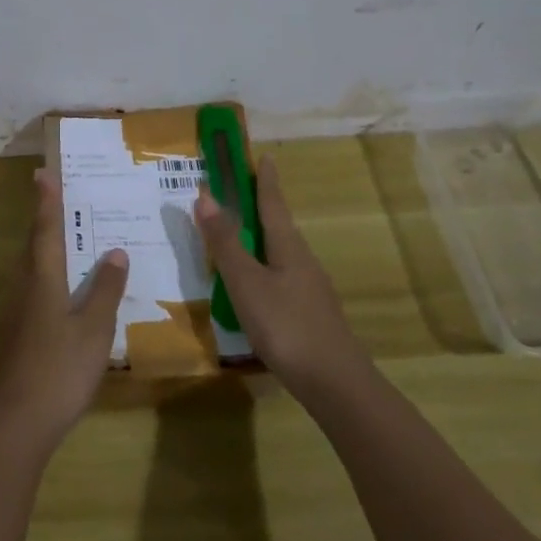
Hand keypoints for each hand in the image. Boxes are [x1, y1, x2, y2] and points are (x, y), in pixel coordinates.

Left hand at [0, 169, 128, 444]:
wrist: (18, 420)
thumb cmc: (59, 367)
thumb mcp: (93, 327)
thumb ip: (106, 289)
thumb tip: (115, 251)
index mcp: (43, 277)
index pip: (46, 229)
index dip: (47, 200)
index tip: (43, 172)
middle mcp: (26, 287)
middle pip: (34, 244)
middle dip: (45, 218)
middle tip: (59, 196)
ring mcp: (19, 312)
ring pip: (33, 267)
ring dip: (46, 246)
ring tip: (68, 235)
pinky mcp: (20, 334)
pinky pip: (36, 289)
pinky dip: (51, 275)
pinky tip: (67, 289)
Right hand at [195, 154, 370, 397]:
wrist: (336, 385)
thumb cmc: (287, 326)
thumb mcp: (246, 283)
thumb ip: (225, 242)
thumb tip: (205, 194)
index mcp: (288, 247)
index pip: (273, 203)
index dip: (265, 179)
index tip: (264, 155)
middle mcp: (302, 261)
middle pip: (279, 226)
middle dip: (261, 206)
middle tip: (241, 190)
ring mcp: (310, 289)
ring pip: (281, 253)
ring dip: (261, 238)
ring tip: (240, 236)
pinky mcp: (310, 314)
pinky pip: (282, 277)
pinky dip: (264, 267)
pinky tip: (254, 285)